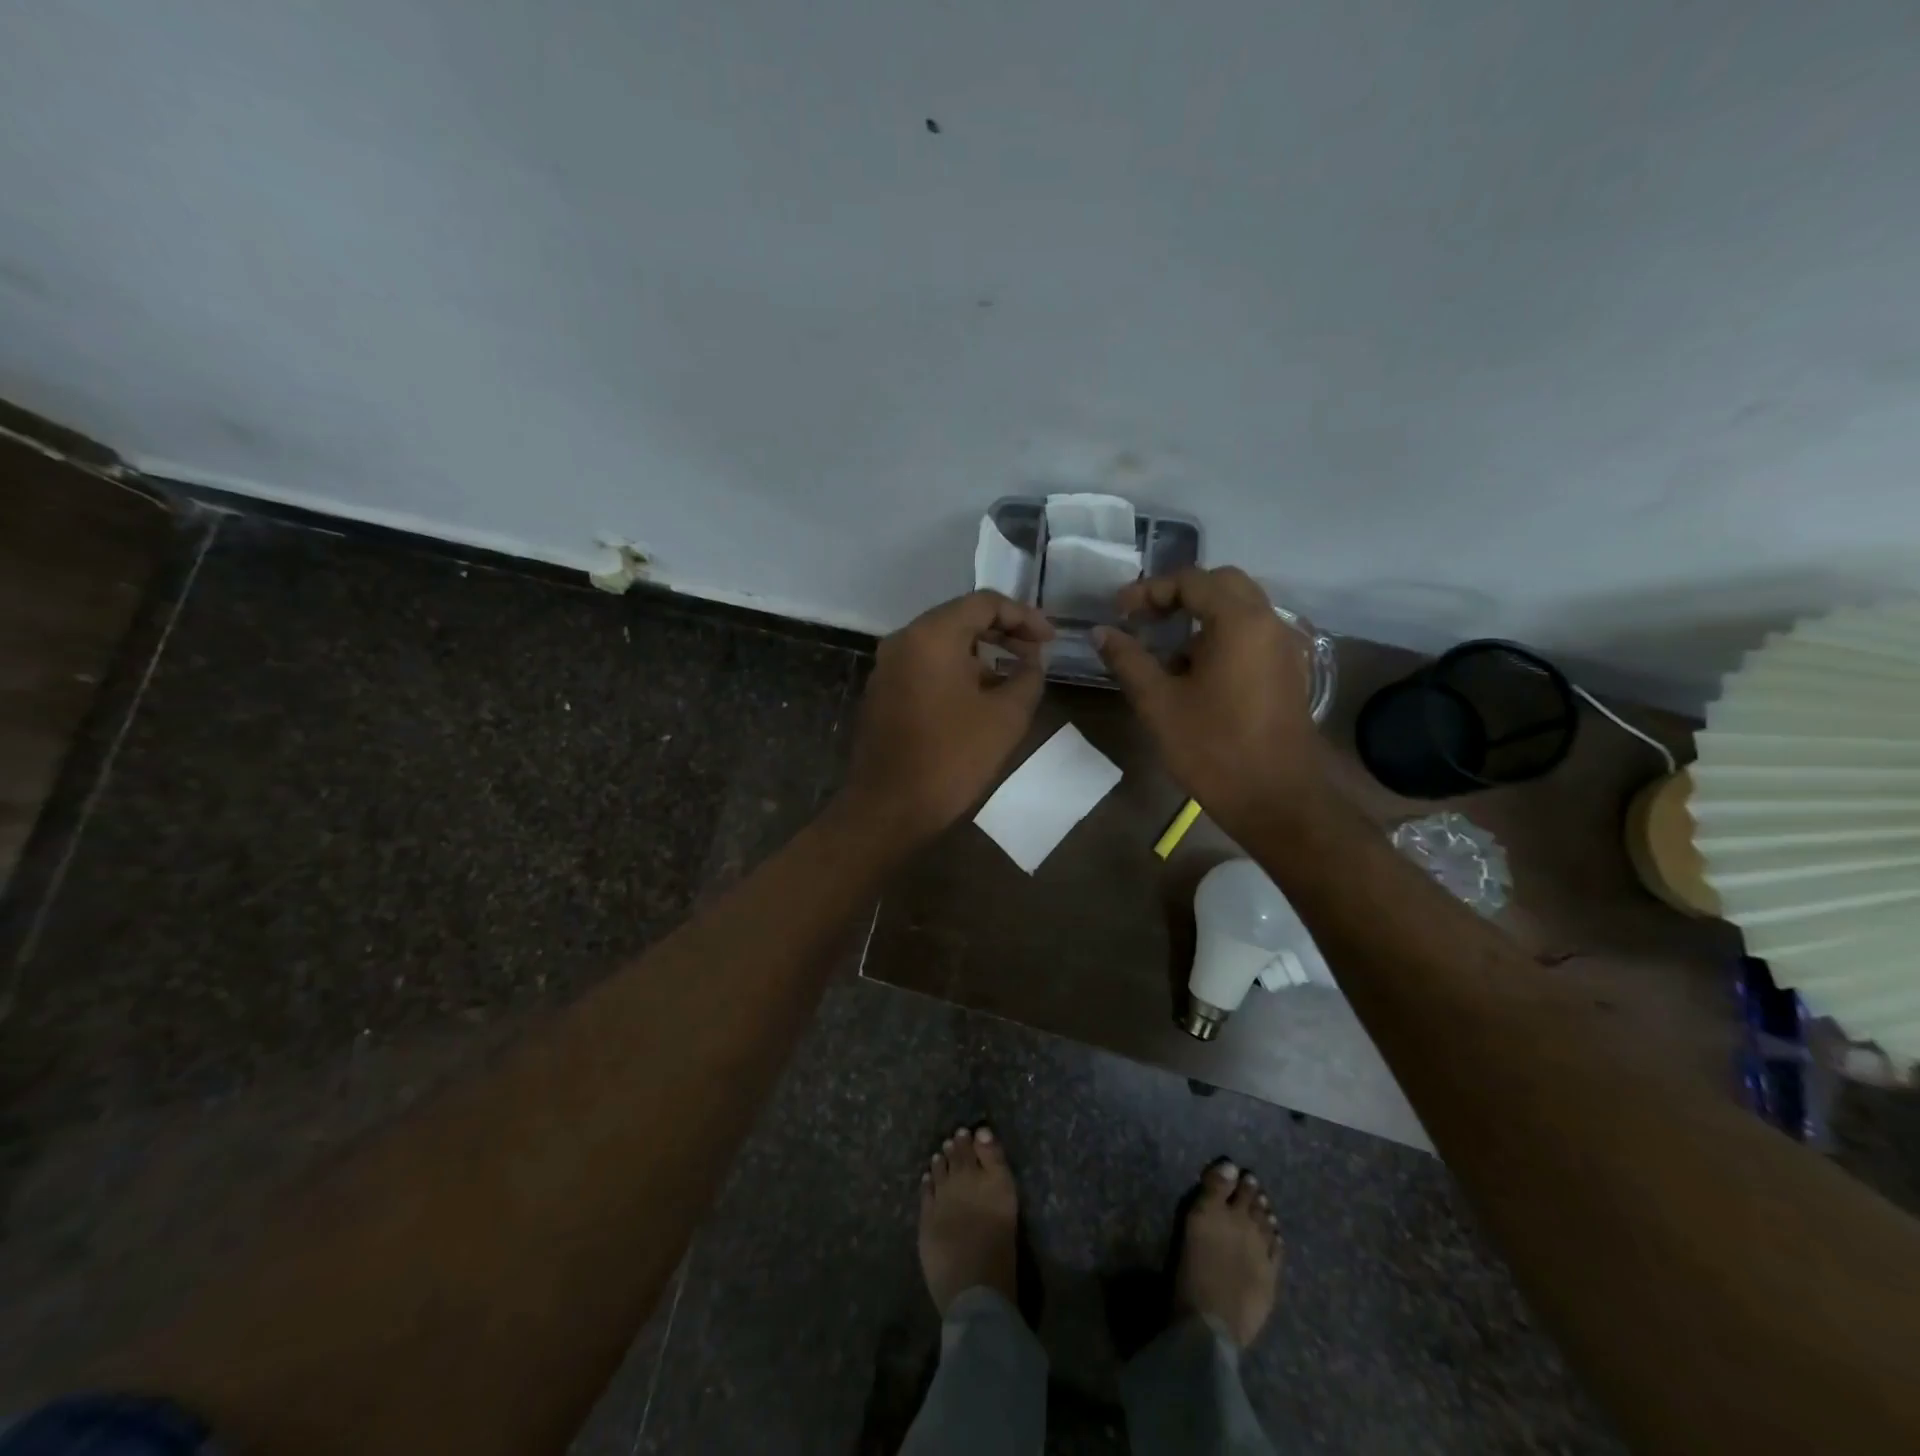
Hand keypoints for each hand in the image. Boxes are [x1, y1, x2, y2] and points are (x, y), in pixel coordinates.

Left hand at [841, 590, 1054, 845]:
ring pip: (942, 644)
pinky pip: (925, 667)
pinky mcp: (881, 692)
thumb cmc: (952, 758)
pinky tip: (979, 698)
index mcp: (931, 635)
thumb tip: (1032, 660)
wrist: (888, 808)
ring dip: (980, 654)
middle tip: (1036, 655)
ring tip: (1013, 679)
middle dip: (1003, 633)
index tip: (1050, 641)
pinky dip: (956, 671)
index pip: (984, 603)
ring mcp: (887, 667)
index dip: (1024, 616)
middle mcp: (903, 640)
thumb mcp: (1006, 717)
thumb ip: (1028, 677)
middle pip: (960, 619)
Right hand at [1094, 567, 1322, 838]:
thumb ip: (1128, 660)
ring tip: (1164, 649)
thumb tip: (1101, 632)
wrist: (1277, 799)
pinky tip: (1194, 673)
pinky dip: (1220, 636)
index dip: (1149, 591)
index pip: (1191, 581)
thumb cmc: (1213, 748)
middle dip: (1179, 594)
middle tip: (1144, 618)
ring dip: (1201, 616)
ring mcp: (1284, 647)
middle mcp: (1269, 622)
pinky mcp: (1288, 671)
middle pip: (1222, 584)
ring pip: (1240, 609)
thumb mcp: (1159, 703)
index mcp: (1239, 621)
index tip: (1119, 612)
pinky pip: (1252, 634)